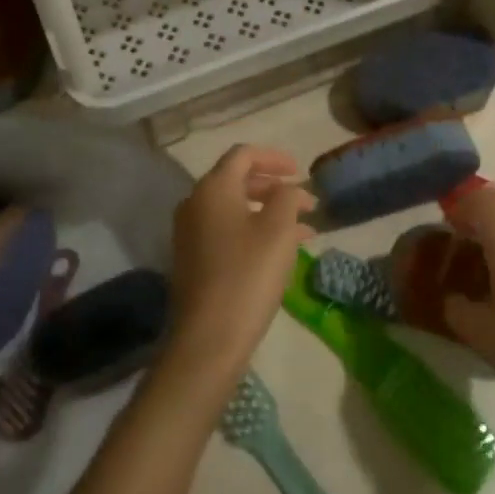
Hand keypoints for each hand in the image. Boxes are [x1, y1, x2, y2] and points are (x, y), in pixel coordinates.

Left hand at [165, 146, 314, 386]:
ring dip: (268, 211)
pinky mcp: (193, 259)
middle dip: (273, 187)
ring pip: (234, 208)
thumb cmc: (248, 275)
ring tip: (302, 229)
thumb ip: (287, 197)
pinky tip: (280, 251)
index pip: (243, 155)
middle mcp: (195, 204)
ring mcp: (190, 233)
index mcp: (213, 189)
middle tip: (303, 201)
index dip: (275, 158)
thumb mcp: (278, 229)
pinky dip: (253, 231)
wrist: (209, 338)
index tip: (300, 172)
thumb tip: (287, 189)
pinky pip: (226, 231)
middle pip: (237, 180)